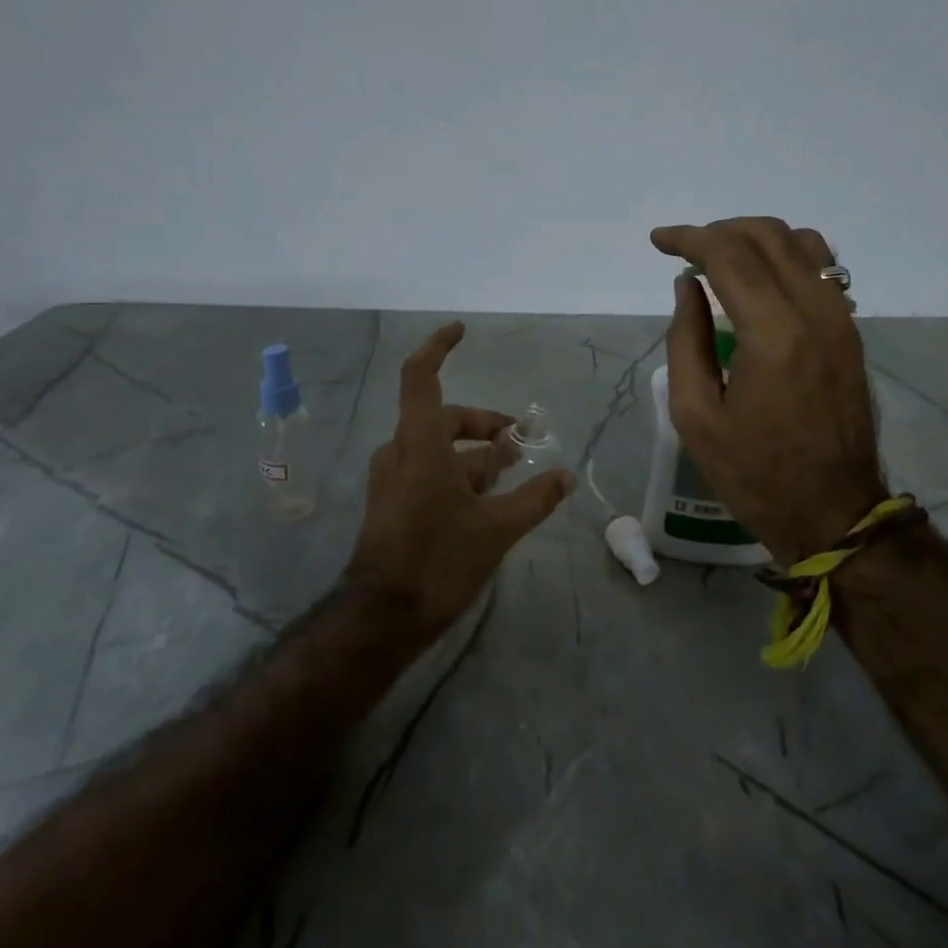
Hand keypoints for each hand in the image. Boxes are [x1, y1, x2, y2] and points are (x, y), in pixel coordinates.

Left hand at [346, 322, 576, 639]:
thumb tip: (565, 476)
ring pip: (437, 448)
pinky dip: (457, 472)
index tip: (461, 331)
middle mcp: (401, 452)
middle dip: (483, 423)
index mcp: (420, 444)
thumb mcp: (496, 529)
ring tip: (510, 467)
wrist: (382, 617)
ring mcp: (393, 478)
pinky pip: (427, 470)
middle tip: (519, 439)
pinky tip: (484, 496)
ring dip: (474, 452)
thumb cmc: (438, 561)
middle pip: (443, 417)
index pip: (421, 377)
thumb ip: (534, 498)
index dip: (438, 348)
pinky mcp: (392, 502)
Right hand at [650, 217, 885, 564]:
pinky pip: (823, 269)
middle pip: (768, 237)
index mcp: (773, 333)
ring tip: (722, 259)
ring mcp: (841, 319)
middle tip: (685, 249)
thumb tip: (687, 287)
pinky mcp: (851, 332)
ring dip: (757, 239)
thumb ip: (686, 340)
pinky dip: (787, 257)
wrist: (833, 511)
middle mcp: (815, 312)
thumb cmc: (753, 472)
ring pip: (803, 244)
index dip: (688, 239)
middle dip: (720, 231)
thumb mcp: (695, 415)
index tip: (658, 241)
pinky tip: (762, 280)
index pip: (728, 255)